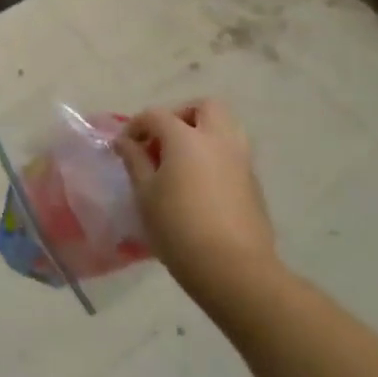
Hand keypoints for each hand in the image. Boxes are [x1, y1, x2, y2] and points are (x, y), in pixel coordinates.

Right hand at [112, 99, 278, 308]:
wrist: (233, 269)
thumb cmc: (178, 228)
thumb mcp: (145, 193)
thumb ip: (135, 161)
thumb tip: (125, 142)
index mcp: (187, 138)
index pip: (157, 116)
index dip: (136, 126)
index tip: (124, 147)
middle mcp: (218, 140)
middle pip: (205, 107)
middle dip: (181, 115)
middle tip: (163, 140)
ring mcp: (241, 161)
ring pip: (226, 127)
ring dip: (203, 132)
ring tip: (182, 159)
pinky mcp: (254, 183)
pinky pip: (233, 153)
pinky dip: (215, 155)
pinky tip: (199, 183)